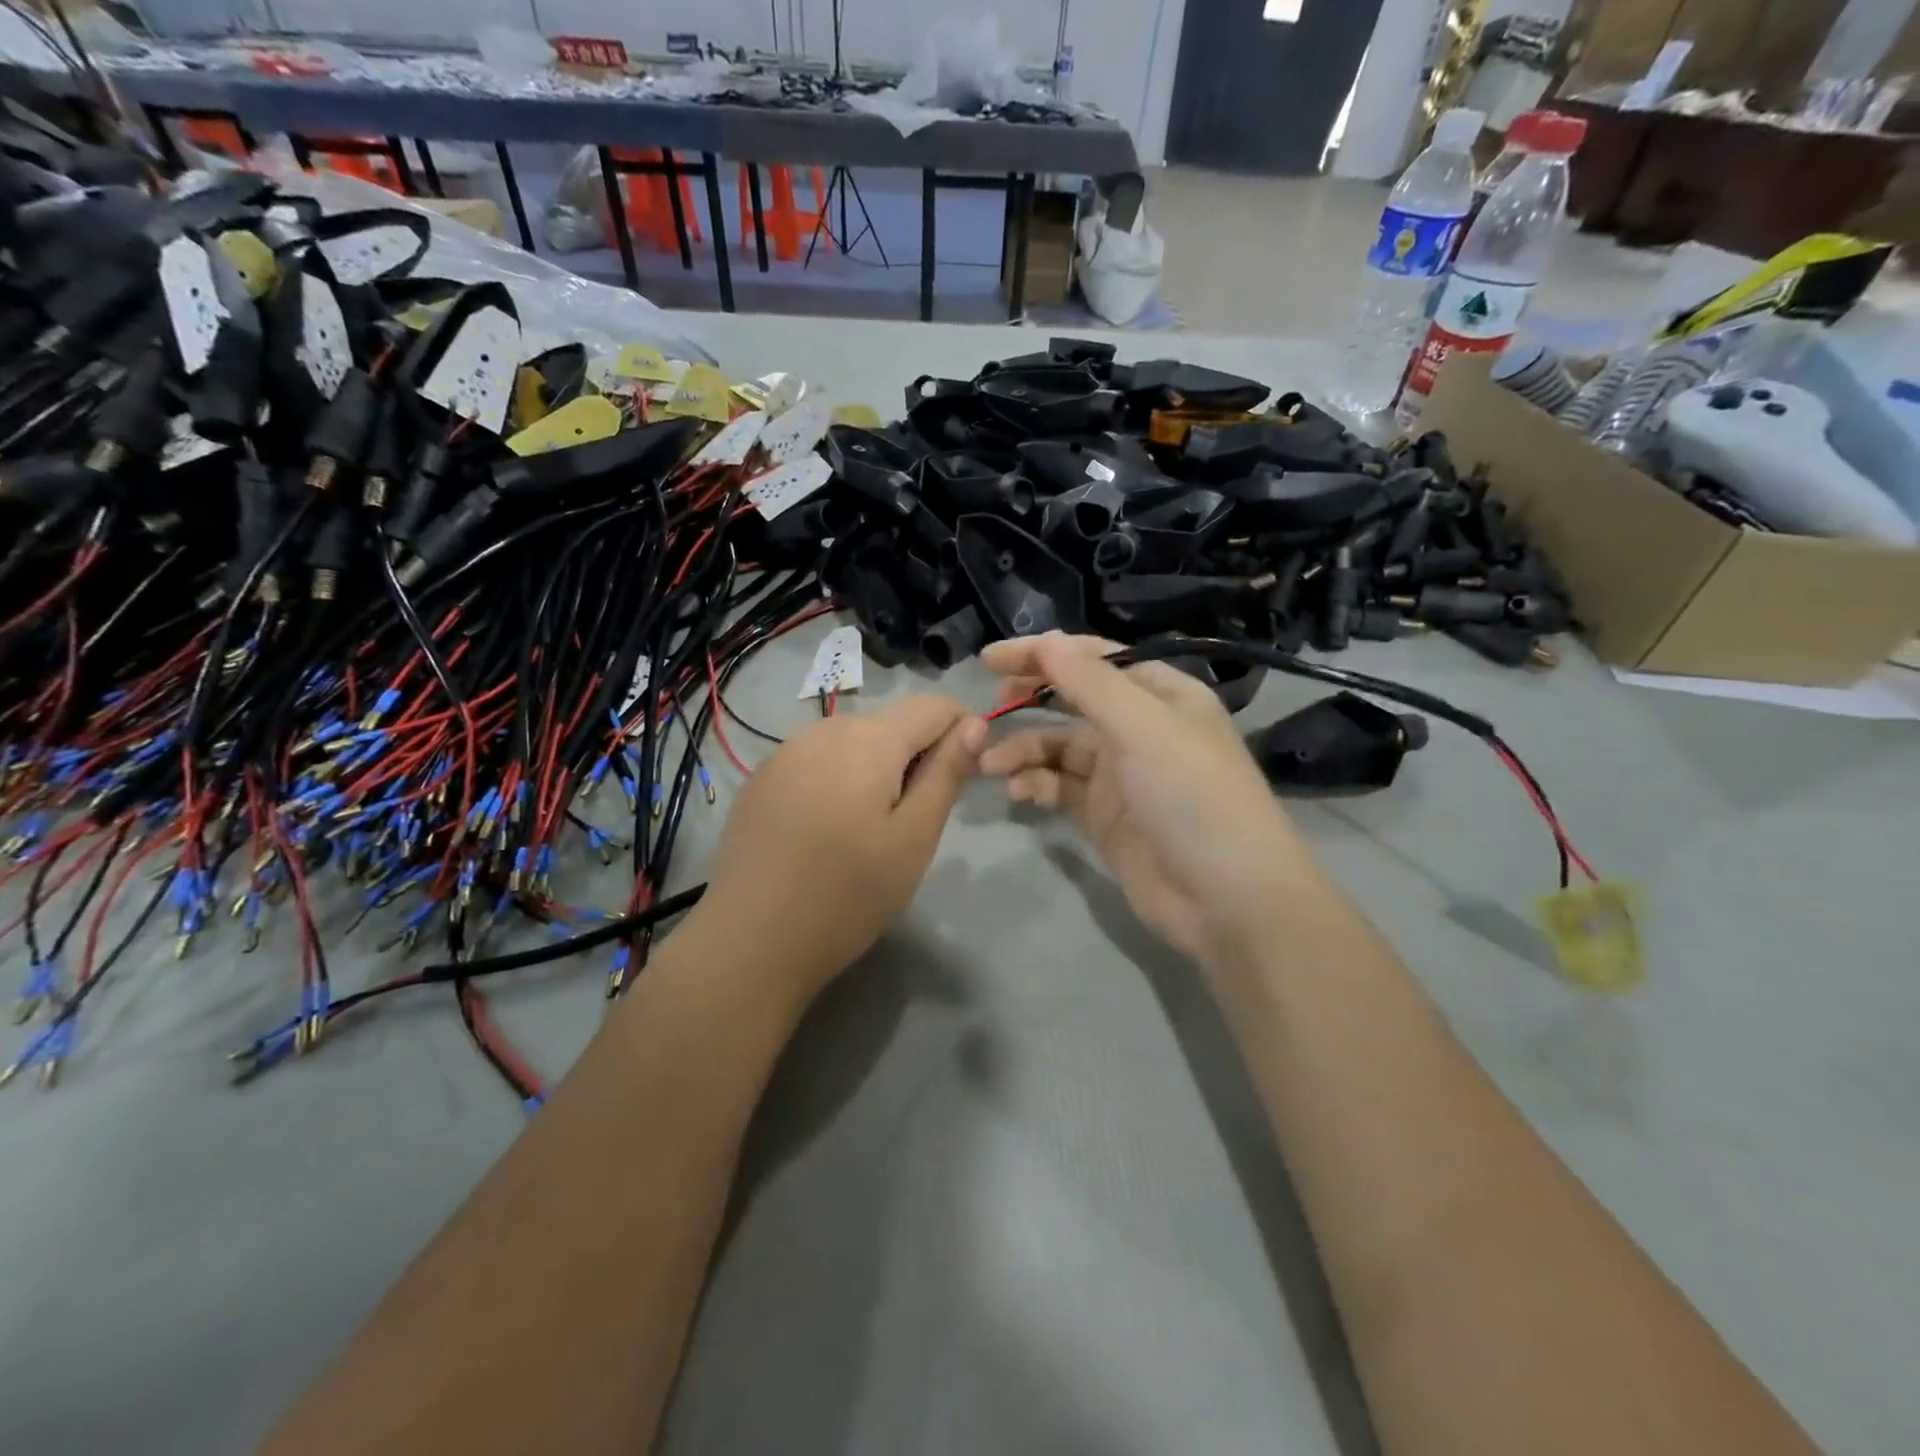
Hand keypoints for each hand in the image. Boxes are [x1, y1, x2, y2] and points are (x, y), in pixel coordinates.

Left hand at [690, 695, 985, 1009]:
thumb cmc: (848, 894)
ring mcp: (786, 752)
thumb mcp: (914, 838)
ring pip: (854, 742)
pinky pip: (818, 761)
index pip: (934, 706)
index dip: (963, 731)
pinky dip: (839, 781)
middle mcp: (824, 729)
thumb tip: (976, 724)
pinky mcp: (762, 779)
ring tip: (873, 830)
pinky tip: (828, 831)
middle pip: (892, 723)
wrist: (750, 941)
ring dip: (878, 769)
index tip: (965, 779)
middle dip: (918, 755)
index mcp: (869, 738)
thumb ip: (947, 773)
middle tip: (918, 820)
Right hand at [979, 633, 1314, 968]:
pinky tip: (1018, 791)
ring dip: (1024, 748)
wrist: (1227, 898)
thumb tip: (1046, 641)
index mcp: (1160, 694)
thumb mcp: (1143, 728)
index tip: (991, 659)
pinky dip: (1035, 783)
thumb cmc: (1192, 796)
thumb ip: (1090, 683)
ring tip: (991, 762)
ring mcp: (1120, 774)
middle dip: (1030, 699)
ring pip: (1059, 746)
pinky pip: (1059, 786)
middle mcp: (1139, 727)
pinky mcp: (1103, 815)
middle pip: (1072, 699)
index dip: (1043, 653)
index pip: (1093, 658)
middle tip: (989, 709)